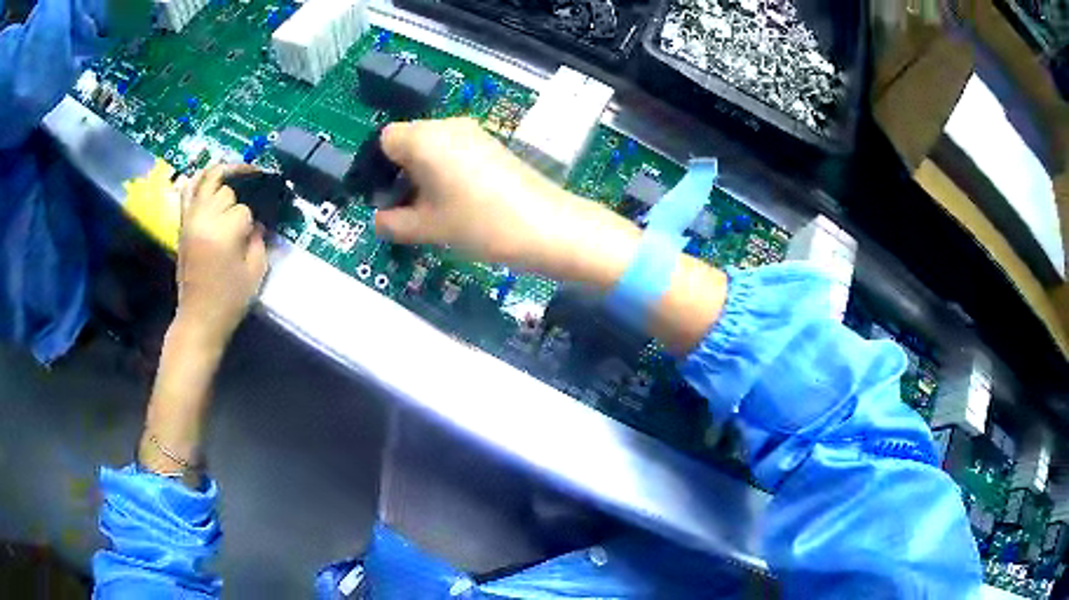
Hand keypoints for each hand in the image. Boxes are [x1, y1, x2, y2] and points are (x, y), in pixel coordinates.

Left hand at [175, 164, 267, 349]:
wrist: (199, 318)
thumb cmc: (230, 300)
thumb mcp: (255, 272)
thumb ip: (259, 239)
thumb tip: (256, 221)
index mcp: (224, 232)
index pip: (245, 209)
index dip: (252, 221)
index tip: (252, 235)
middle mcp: (205, 218)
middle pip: (227, 190)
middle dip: (238, 199)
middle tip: (243, 216)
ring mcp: (190, 218)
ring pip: (207, 179)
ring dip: (223, 174)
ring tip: (236, 173)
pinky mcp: (183, 224)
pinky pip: (188, 190)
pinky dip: (198, 179)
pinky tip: (209, 176)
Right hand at [375, 118, 573, 264]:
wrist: (546, 225)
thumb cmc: (478, 223)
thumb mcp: (427, 228)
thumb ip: (392, 224)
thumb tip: (378, 220)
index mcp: (424, 138)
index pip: (385, 139)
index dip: (381, 167)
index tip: (389, 197)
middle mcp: (448, 125)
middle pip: (409, 140)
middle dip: (402, 171)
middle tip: (411, 207)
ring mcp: (474, 132)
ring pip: (433, 145)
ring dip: (426, 172)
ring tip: (438, 208)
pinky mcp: (493, 143)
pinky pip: (456, 149)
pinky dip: (448, 169)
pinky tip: (461, 200)